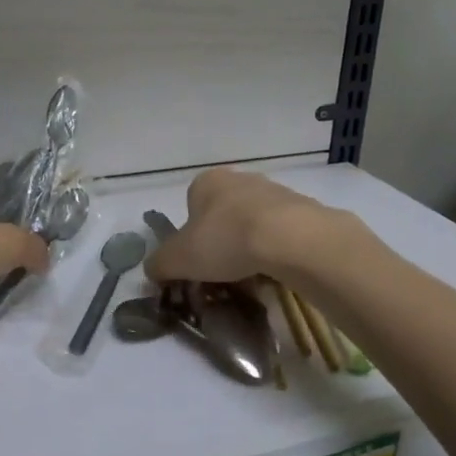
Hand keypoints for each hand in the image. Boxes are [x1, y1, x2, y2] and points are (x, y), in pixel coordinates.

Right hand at [145, 168, 352, 284]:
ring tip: (252, 276)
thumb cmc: (226, 240)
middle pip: (223, 214)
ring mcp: (275, 191)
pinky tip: (277, 271)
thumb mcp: (178, 259)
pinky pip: (282, 233)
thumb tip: (152, 270)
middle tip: (223, 272)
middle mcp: (239, 178)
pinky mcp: (303, 209)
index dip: (191, 236)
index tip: (198, 261)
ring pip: (254, 223)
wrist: (291, 239)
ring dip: (250, 246)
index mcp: (207, 182)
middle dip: (222, 241)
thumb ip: (159, 264)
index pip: (191, 206)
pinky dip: (277, 251)